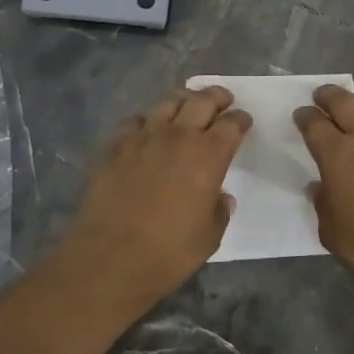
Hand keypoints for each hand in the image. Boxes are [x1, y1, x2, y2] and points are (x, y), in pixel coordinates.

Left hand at [54, 86, 250, 312]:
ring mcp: (144, 137)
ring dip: (183, 102)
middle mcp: (178, 136)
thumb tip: (219, 196)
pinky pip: (135, 121)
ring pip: (168, 103)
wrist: (110, 257)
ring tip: (187, 108)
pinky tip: (147, 130)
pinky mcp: (116, 146)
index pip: (231, 125)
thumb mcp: (210, 236)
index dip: (240, 121)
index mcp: (209, 155)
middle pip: (202, 100)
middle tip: (223, 100)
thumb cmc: (169, 251)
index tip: (243, 123)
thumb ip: (219, 210)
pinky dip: (147, 121)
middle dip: (217, 97)